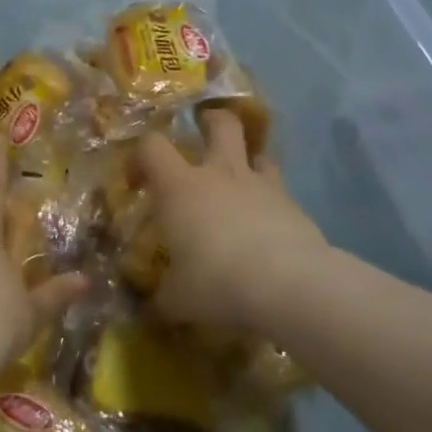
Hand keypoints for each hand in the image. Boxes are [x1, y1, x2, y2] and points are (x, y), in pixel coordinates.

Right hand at [137, 108, 327, 331]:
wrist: (287, 283)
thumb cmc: (216, 280)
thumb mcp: (178, 299)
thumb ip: (164, 298)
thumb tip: (153, 309)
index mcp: (181, 187)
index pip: (151, 146)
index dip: (140, 155)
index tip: (138, 180)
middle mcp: (220, 174)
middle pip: (220, 124)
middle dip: (211, 121)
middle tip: (204, 131)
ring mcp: (261, 185)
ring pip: (258, 152)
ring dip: (249, 160)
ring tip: (242, 180)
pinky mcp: (293, 204)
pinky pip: (279, 189)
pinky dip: (271, 200)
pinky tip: (268, 225)